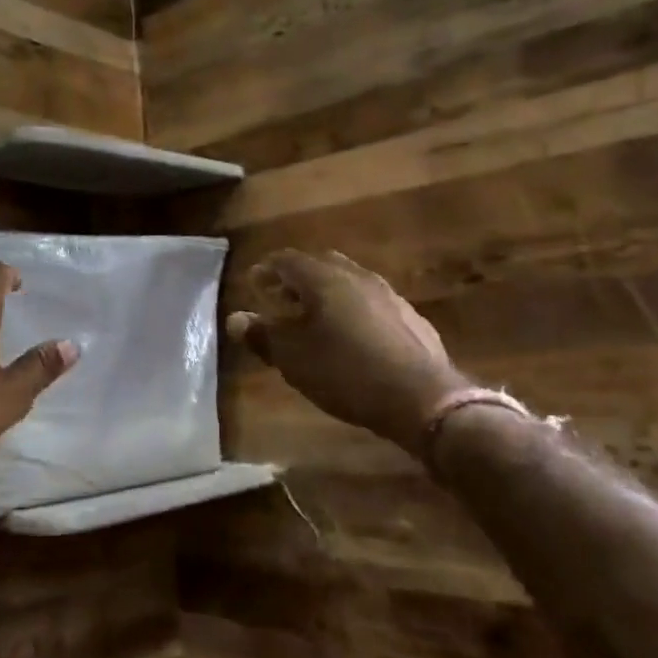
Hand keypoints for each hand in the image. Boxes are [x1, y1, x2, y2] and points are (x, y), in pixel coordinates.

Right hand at [226, 250, 463, 453]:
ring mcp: (387, 294)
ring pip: (347, 283)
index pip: (287, 260)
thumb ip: (262, 335)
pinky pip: (370, 303)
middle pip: (319, 265)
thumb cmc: (345, 371)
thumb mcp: (293, 358)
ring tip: (313, 319)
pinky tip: (351, 337)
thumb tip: (236, 318)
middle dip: (296, 279)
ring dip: (326, 294)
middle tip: (280, 300)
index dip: (267, 270)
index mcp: (323, 278)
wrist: (421, 397)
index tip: (254, 284)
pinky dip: (351, 310)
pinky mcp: (409, 317)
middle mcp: (356, 276)